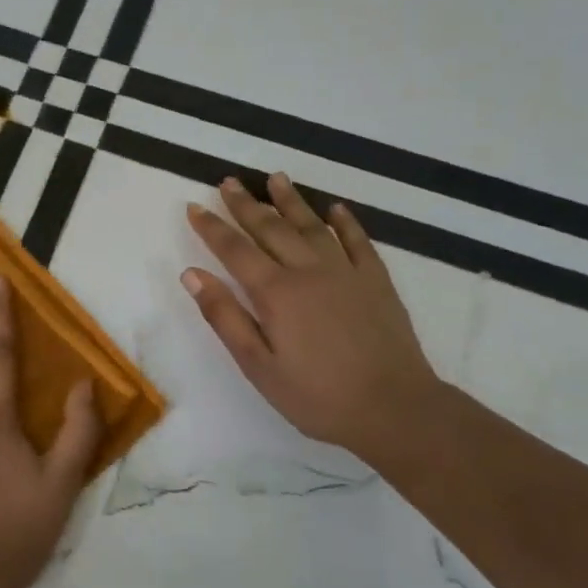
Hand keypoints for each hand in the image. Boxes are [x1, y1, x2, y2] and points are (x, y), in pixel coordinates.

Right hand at [183, 173, 443, 467]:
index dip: (212, 227)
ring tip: (275, 178)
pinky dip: (345, 222)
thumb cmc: (317, 396)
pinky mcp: (376, 280)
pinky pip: (357, 240)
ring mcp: (346, 271)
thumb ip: (225, 317)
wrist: (394, 408)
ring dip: (291, 201)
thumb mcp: (258, 366)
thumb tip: (192, 275)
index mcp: (276, 292)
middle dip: (245, 204)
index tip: (194, 207)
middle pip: (271, 228)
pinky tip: (336, 209)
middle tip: (228, 181)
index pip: (235, 250)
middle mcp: (308, 270)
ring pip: (312, 226)